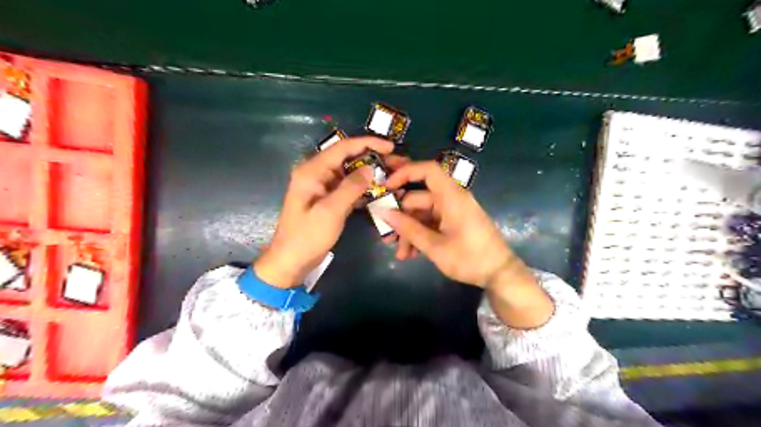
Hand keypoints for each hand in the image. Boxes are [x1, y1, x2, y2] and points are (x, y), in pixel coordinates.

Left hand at [257, 138, 398, 288]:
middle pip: (348, 158)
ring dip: (370, 174)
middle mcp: (316, 173)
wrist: (291, 261)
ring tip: (393, 175)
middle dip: (372, 158)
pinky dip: (363, 188)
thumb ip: (351, 187)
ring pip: (350, 173)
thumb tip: (370, 168)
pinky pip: (348, 187)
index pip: (343, 148)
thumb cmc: (308, 236)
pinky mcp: (328, 199)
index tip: (391, 147)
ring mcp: (322, 187)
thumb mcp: (331, 211)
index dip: (368, 143)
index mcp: (312, 170)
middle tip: (397, 163)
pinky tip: (380, 191)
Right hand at [384, 161, 526, 287]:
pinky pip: (431, 222)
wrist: (500, 274)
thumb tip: (384, 213)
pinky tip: (412, 254)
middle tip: (387, 238)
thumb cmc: (470, 259)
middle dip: (401, 218)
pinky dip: (420, 235)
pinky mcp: (454, 222)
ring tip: (401, 254)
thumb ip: (408, 229)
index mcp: (451, 197)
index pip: (427, 170)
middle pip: (418, 198)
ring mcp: (452, 211)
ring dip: (409, 231)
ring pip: (422, 213)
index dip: (405, 173)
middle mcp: (451, 199)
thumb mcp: (435, 247)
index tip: (386, 188)